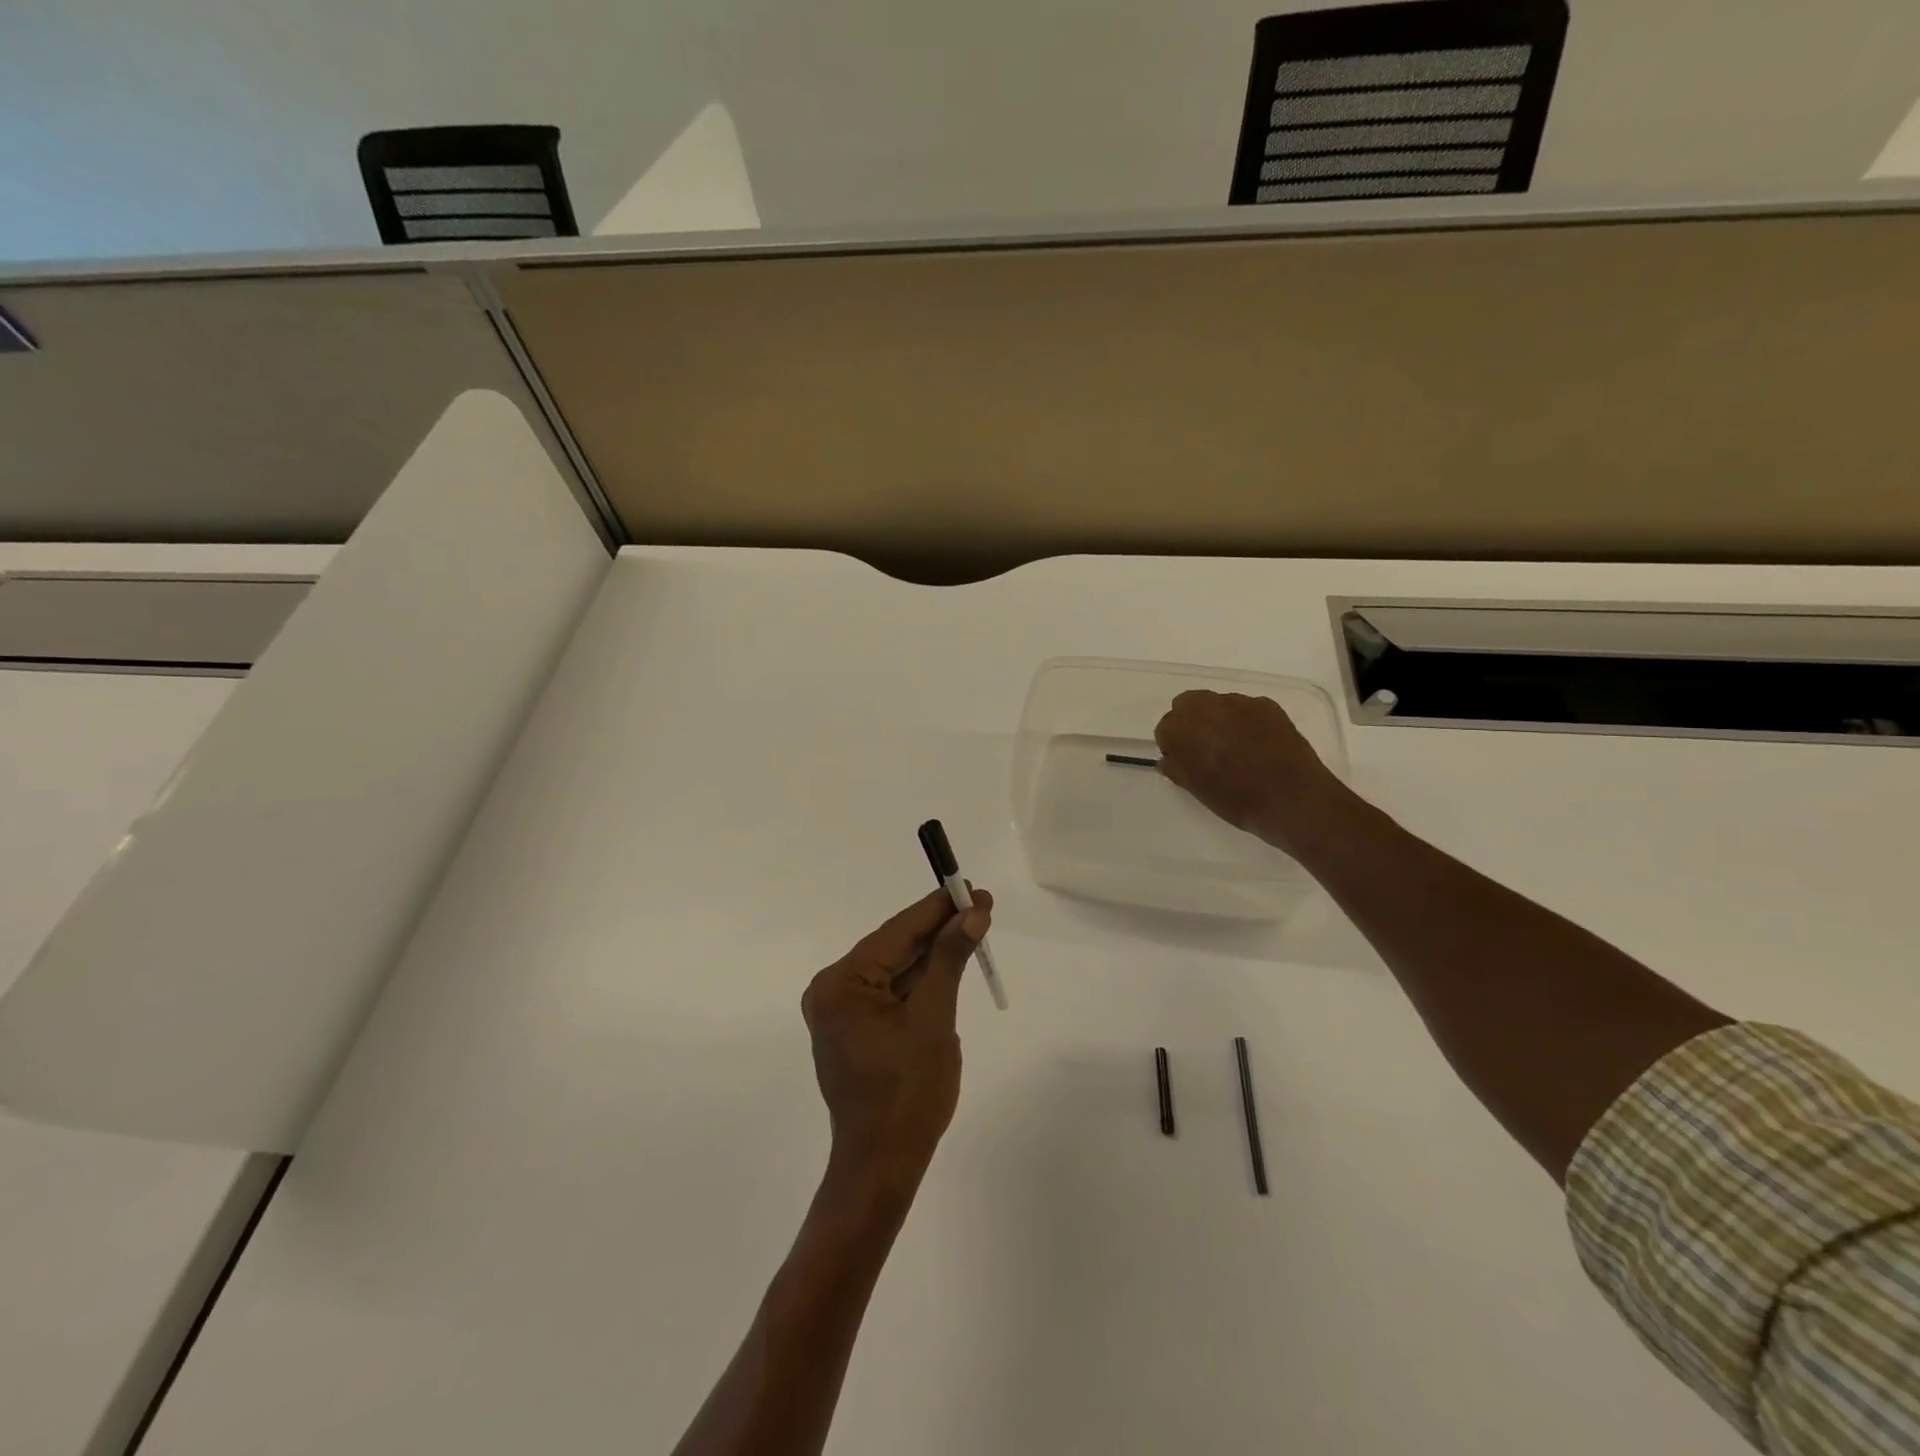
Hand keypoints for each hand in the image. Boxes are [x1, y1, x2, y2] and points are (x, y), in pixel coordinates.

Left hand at [801, 887, 992, 1190]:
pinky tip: (950, 961)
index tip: (971, 888)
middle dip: (938, 929)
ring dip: (933, 953)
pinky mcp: (854, 1028)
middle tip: (980, 905)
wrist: (883, 1165)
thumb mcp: (934, 1018)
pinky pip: (891, 992)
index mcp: (841, 984)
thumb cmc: (909, 1092)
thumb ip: (950, 959)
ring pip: (895, 969)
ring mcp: (841, 1011)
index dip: (938, 908)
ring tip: (972, 927)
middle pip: (894, 948)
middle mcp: (832, 990)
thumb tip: (973, 913)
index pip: (897, 932)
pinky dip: (920, 980)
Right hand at [1154, 689, 1350, 854]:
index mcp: (1182, 729)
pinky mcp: (1267, 704)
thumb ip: (1178, 768)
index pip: (1166, 727)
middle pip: (1187, 704)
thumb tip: (1171, 758)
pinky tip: (1258, 744)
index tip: (1185, 761)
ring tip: (1236, 747)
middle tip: (1205, 749)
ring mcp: (1239, 702)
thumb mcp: (1197, 790)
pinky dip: (1245, 721)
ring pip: (1217, 704)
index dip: (1174, 745)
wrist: (1293, 800)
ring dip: (1218, 719)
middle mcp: (1206, 707)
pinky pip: (1246, 708)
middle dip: (1191, 722)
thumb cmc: (1237, 801)